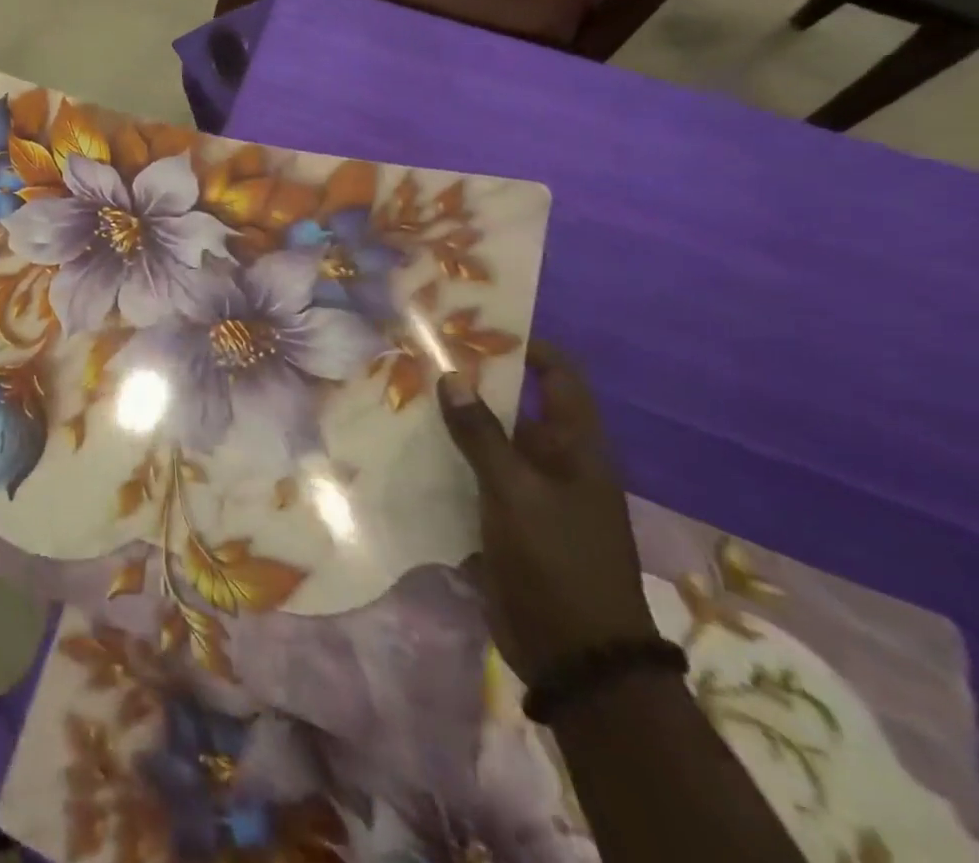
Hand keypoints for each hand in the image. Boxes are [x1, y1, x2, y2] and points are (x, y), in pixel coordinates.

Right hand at [437, 342, 657, 684]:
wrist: (574, 653)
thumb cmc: (556, 560)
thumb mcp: (516, 491)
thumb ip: (481, 434)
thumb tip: (452, 376)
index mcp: (577, 448)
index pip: (560, 378)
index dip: (528, 347)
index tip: (478, 326)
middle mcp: (556, 462)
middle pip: (516, 405)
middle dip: (474, 381)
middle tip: (420, 355)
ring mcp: (530, 492)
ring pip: (489, 440)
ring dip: (453, 420)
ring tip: (402, 391)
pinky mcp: (505, 519)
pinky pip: (473, 475)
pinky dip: (446, 458)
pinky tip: (405, 446)